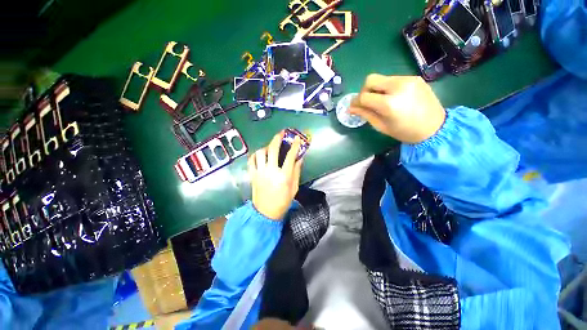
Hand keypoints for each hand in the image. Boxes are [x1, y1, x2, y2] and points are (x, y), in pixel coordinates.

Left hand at [248, 131, 302, 219]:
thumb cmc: (283, 201)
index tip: (297, 138)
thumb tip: (299, 158)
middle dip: (277, 138)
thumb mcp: (294, 188)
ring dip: (266, 147)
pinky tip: (259, 155)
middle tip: (281, 133)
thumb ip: (296, 172)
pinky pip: (251, 161)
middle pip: (273, 150)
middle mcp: (271, 171)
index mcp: (284, 176)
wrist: (266, 213)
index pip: (290, 156)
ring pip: (260, 153)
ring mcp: (260, 172)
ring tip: (270, 147)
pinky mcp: (252, 175)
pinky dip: (255, 155)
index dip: (294, 145)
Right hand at [349, 75, 445, 143]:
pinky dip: (387, 87)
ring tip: (382, 101)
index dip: (356, 102)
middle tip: (367, 102)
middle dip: (364, 90)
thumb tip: (350, 108)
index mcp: (389, 103)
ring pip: (382, 78)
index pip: (364, 96)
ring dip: (376, 89)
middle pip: (370, 79)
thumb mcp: (381, 126)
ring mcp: (408, 80)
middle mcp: (398, 87)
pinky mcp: (414, 78)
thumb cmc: (405, 132)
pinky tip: (393, 97)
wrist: (435, 127)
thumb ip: (365, 114)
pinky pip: (393, 79)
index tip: (354, 107)